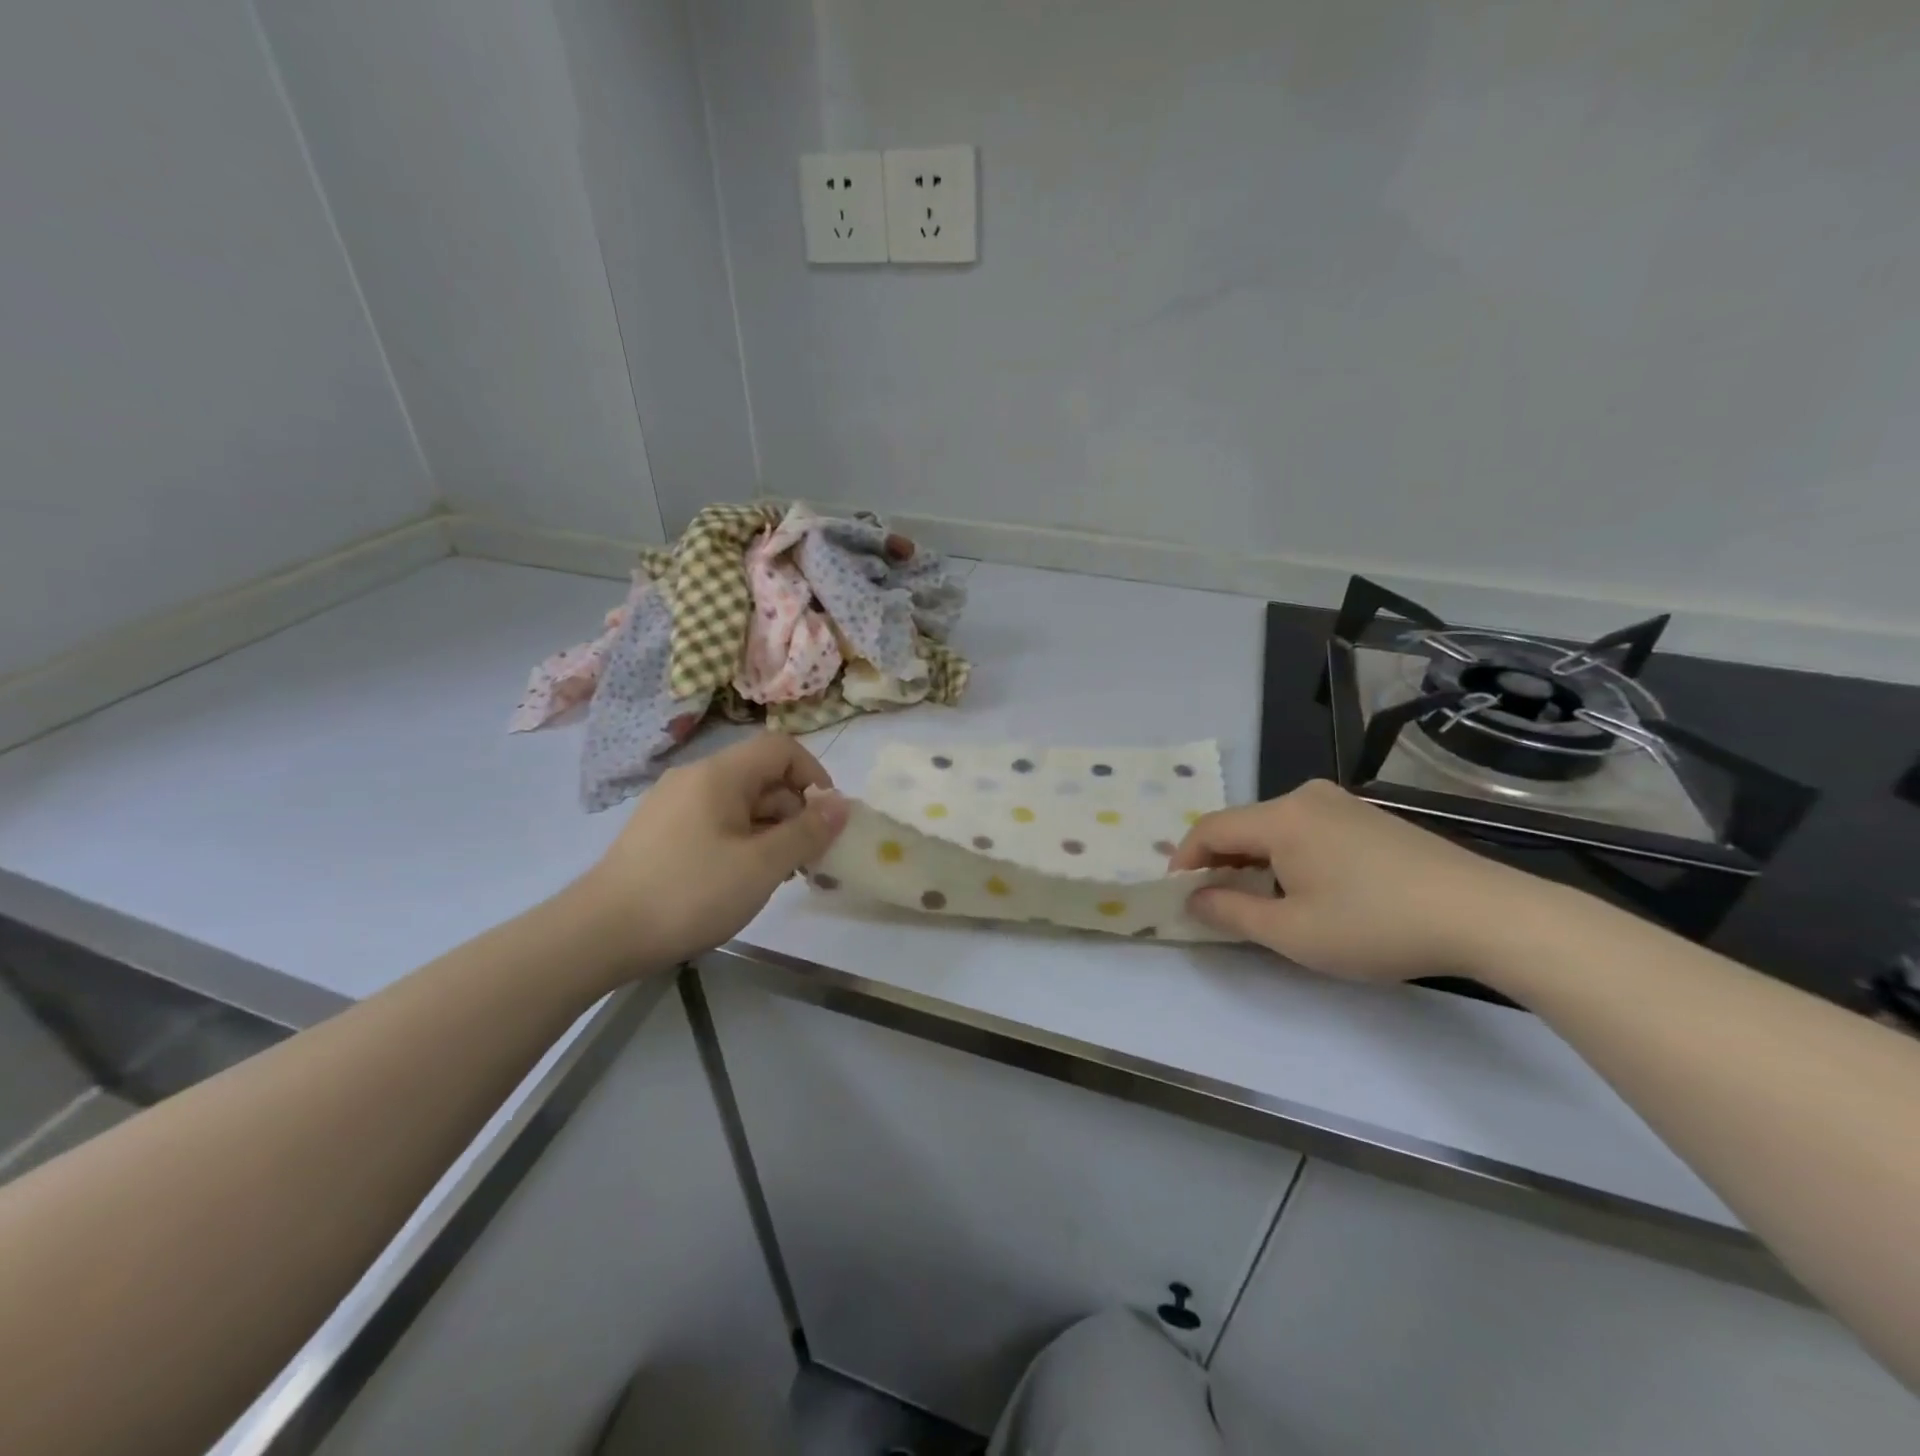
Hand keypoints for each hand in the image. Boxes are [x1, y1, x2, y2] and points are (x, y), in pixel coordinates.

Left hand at [578, 733, 848, 970]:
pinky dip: (740, 840)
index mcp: (719, 774)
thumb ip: (807, 832)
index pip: (781, 747)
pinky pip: (714, 822)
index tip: (826, 818)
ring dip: (769, 830)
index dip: (814, 775)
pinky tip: (739, 879)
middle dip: (794, 811)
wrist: (599, 935)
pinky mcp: (659, 833)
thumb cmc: (690, 893)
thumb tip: (842, 804)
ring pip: (738, 802)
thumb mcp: (762, 865)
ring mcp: (672, 805)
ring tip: (777, 874)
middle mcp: (694, 778)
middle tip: (807, 858)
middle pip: (761, 776)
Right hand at [1170, 779, 1557, 982]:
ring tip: (1261, 902)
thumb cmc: (1376, 925)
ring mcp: (1342, 804)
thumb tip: (1195, 898)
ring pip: (1276, 828)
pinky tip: (1308, 890)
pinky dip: (1289, 857)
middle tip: (1217, 904)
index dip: (1185, 860)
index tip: (1178, 895)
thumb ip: (1231, 912)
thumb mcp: (1293, 933)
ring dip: (1256, 861)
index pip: (1210, 828)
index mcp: (1281, 817)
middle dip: (1221, 862)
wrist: (1486, 914)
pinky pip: (1307, 830)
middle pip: (1243, 825)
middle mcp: (1306, 797)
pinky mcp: (1370, 818)